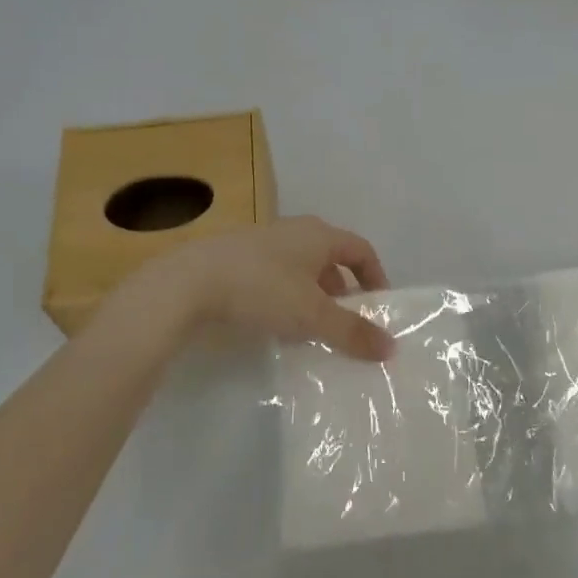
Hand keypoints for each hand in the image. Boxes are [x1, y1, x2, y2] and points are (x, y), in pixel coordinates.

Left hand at [105, 216, 395, 360]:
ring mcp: (262, 242)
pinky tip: (275, 324)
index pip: (360, 249)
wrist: (187, 283)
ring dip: (313, 297)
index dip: (376, 276)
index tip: (379, 308)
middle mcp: (294, 230)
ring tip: (312, 330)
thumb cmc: (261, 289)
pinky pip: (274, 276)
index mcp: (319, 234)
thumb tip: (391, 348)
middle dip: (343, 292)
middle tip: (346, 324)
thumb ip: (352, 332)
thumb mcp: (312, 315)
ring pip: (300, 269)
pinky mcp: (235, 258)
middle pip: (330, 259)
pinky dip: (285, 297)